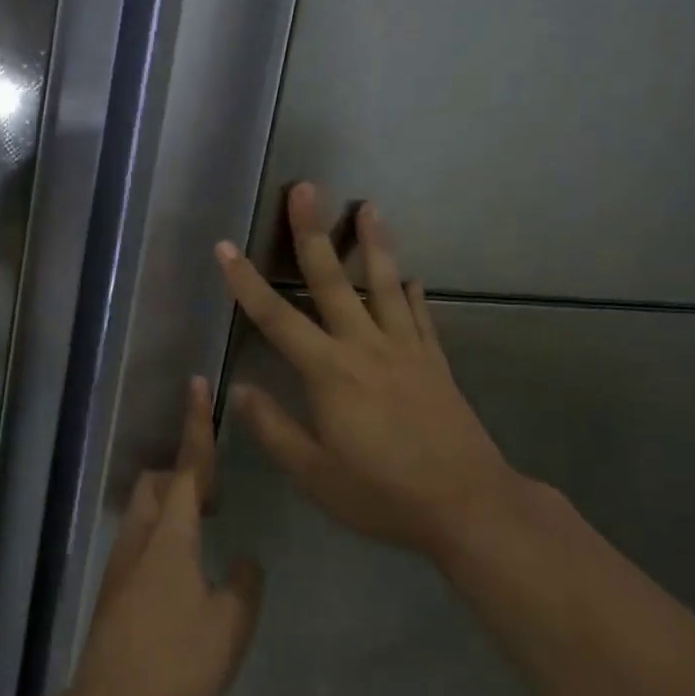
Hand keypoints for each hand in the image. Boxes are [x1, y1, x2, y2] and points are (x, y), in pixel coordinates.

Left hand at [68, 379, 263, 695]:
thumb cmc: (175, 663)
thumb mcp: (229, 626)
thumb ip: (244, 586)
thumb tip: (245, 561)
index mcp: (172, 534)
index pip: (190, 465)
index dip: (195, 423)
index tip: (196, 384)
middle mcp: (141, 535)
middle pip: (160, 480)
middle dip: (187, 473)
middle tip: (219, 500)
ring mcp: (122, 560)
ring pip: (147, 508)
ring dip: (175, 504)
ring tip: (207, 533)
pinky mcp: (114, 585)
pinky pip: (142, 536)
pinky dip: (165, 532)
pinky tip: (185, 573)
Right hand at [216, 183, 519, 560]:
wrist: (469, 507)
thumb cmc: (382, 494)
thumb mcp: (315, 474)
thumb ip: (274, 429)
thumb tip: (239, 390)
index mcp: (329, 372)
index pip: (277, 318)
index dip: (246, 282)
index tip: (225, 247)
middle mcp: (365, 347)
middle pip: (332, 280)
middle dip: (312, 233)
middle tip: (305, 188)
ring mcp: (406, 350)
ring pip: (385, 285)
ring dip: (374, 244)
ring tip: (369, 206)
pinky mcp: (435, 363)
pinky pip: (421, 317)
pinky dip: (414, 294)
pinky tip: (412, 277)